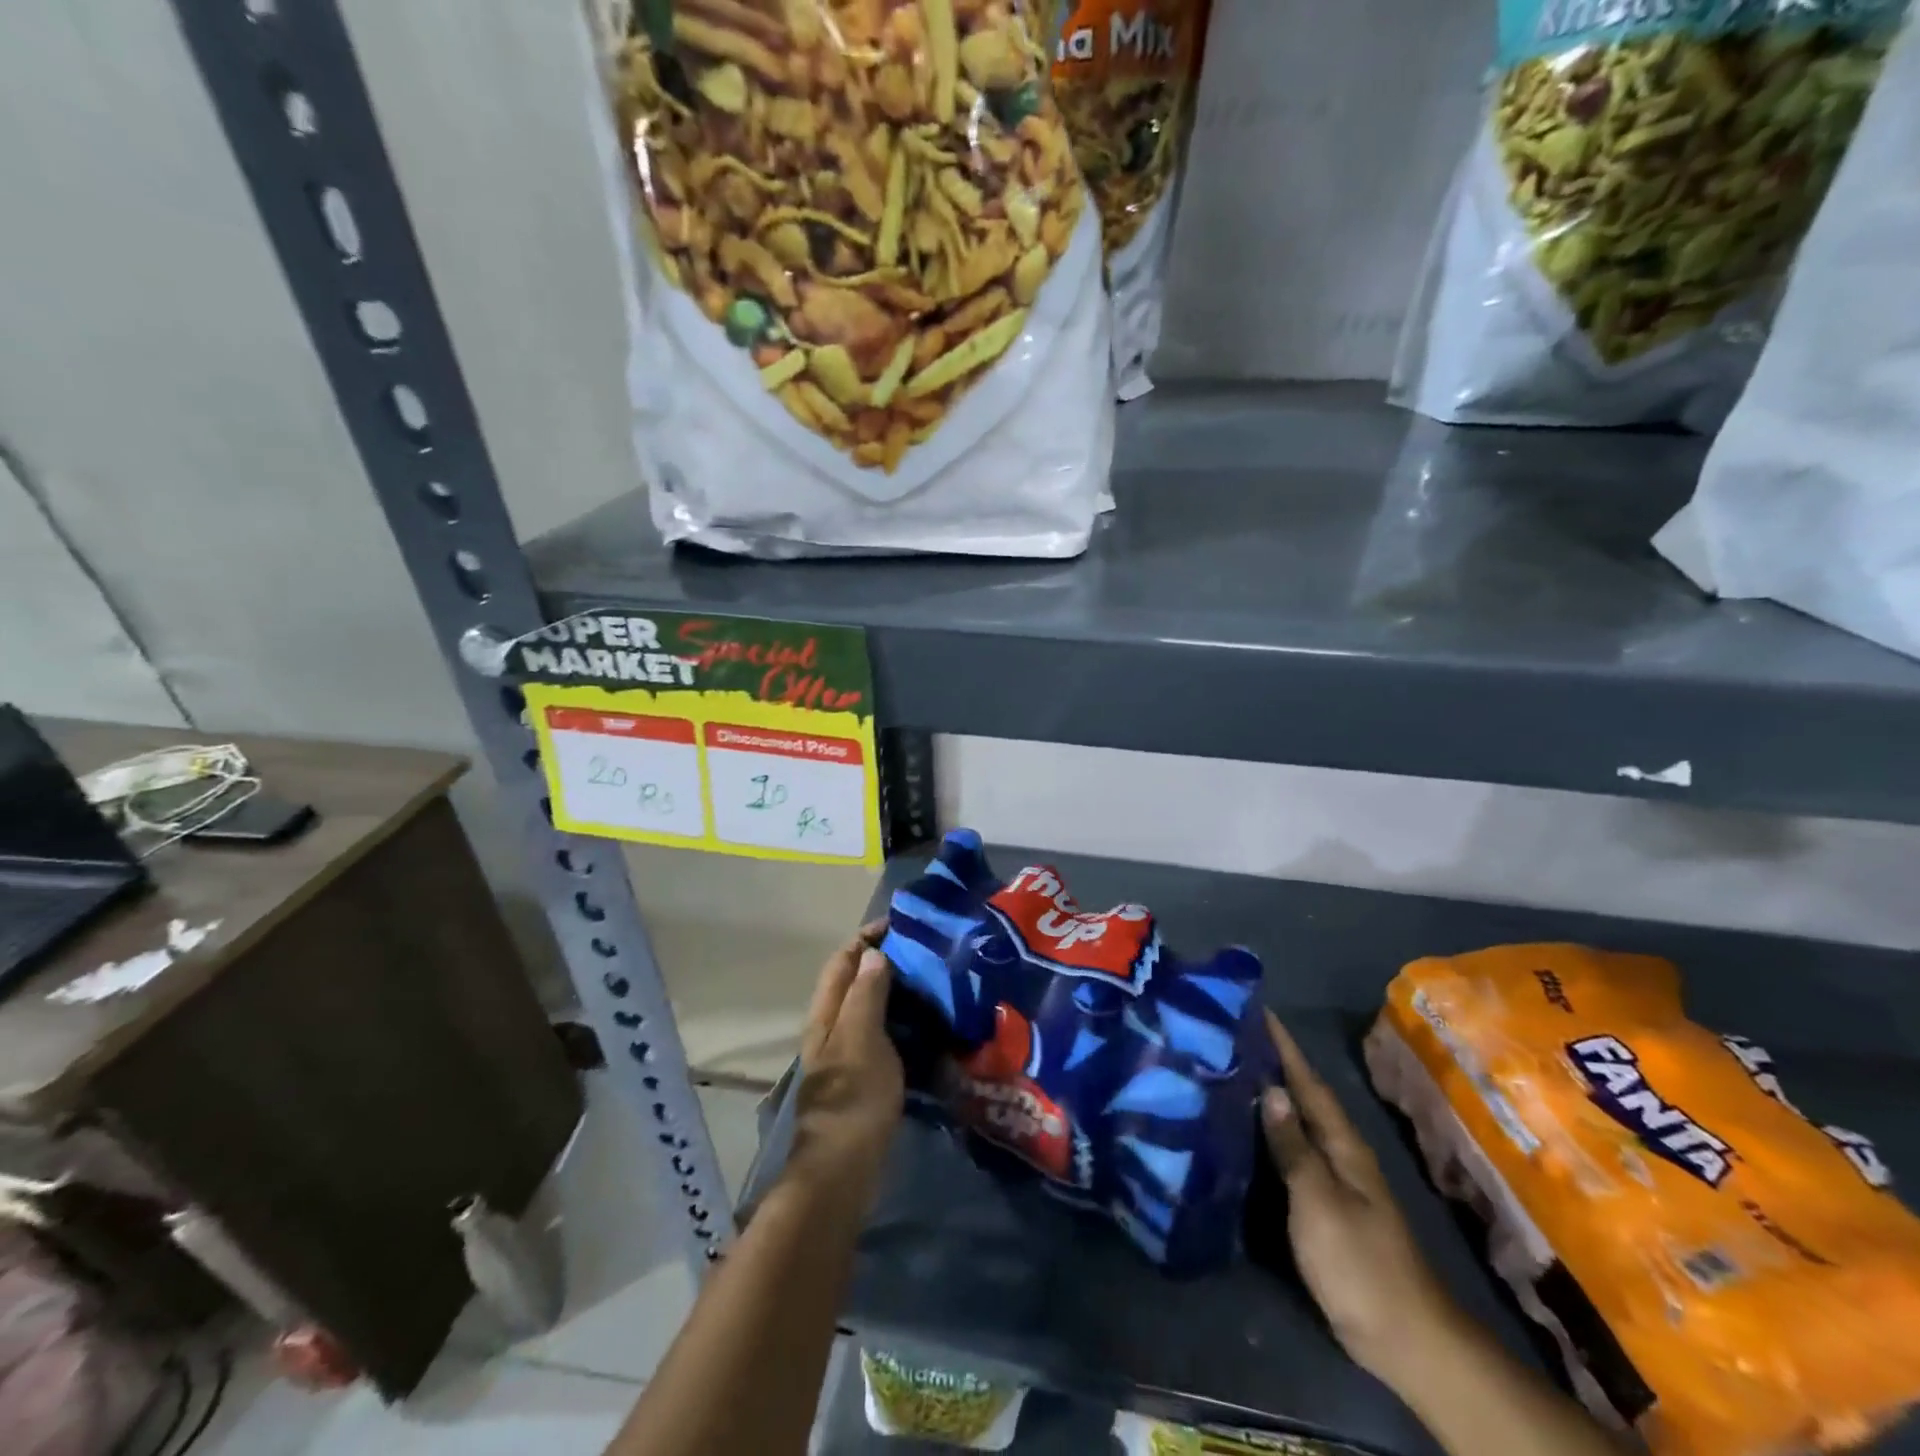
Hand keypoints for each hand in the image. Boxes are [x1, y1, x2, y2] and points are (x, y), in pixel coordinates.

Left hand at [785, 921, 904, 1212]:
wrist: (842, 1168)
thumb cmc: (853, 1096)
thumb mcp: (861, 1036)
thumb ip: (866, 993)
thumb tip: (873, 953)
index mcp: (827, 1013)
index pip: (843, 960)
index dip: (867, 937)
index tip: (902, 924)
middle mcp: (832, 1028)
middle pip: (854, 982)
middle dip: (884, 961)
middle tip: (926, 952)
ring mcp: (846, 1055)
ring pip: (869, 1009)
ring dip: (896, 992)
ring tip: (933, 983)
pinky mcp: (862, 1079)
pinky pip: (882, 1036)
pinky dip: (902, 1023)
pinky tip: (928, 1027)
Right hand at [1261, 1011, 1457, 1388]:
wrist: (1404, 1337)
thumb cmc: (1359, 1262)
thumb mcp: (1320, 1201)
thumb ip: (1294, 1146)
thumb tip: (1272, 1090)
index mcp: (1343, 1144)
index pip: (1308, 1082)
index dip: (1285, 1047)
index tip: (1257, 1010)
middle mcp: (1340, 1153)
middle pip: (1302, 1098)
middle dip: (1272, 1063)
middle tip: (1230, 1035)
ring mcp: (1334, 1181)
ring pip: (1296, 1124)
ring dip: (1269, 1096)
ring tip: (1229, 1070)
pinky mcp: (1323, 1206)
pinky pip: (1291, 1153)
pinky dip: (1269, 1134)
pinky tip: (1245, 1132)